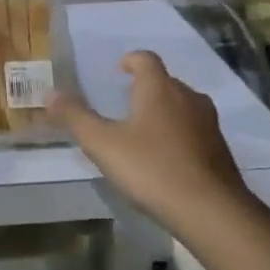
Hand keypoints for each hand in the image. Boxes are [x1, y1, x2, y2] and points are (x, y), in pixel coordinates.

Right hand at [49, 51, 252, 231]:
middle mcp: (188, 97)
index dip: (131, 61)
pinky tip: (165, 160)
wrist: (210, 210)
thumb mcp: (102, 144)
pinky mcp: (219, 149)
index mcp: (159, 89)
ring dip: (163, 112)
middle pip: (165, 82)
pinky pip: (194, 131)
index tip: (118, 70)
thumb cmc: (151, 168)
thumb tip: (49, 93)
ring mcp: (208, 124)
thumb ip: (75, 117)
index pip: (146, 59)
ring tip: (143, 133)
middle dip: (145, 89)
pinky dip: (178, 136)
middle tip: (124, 105)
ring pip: (182, 106)